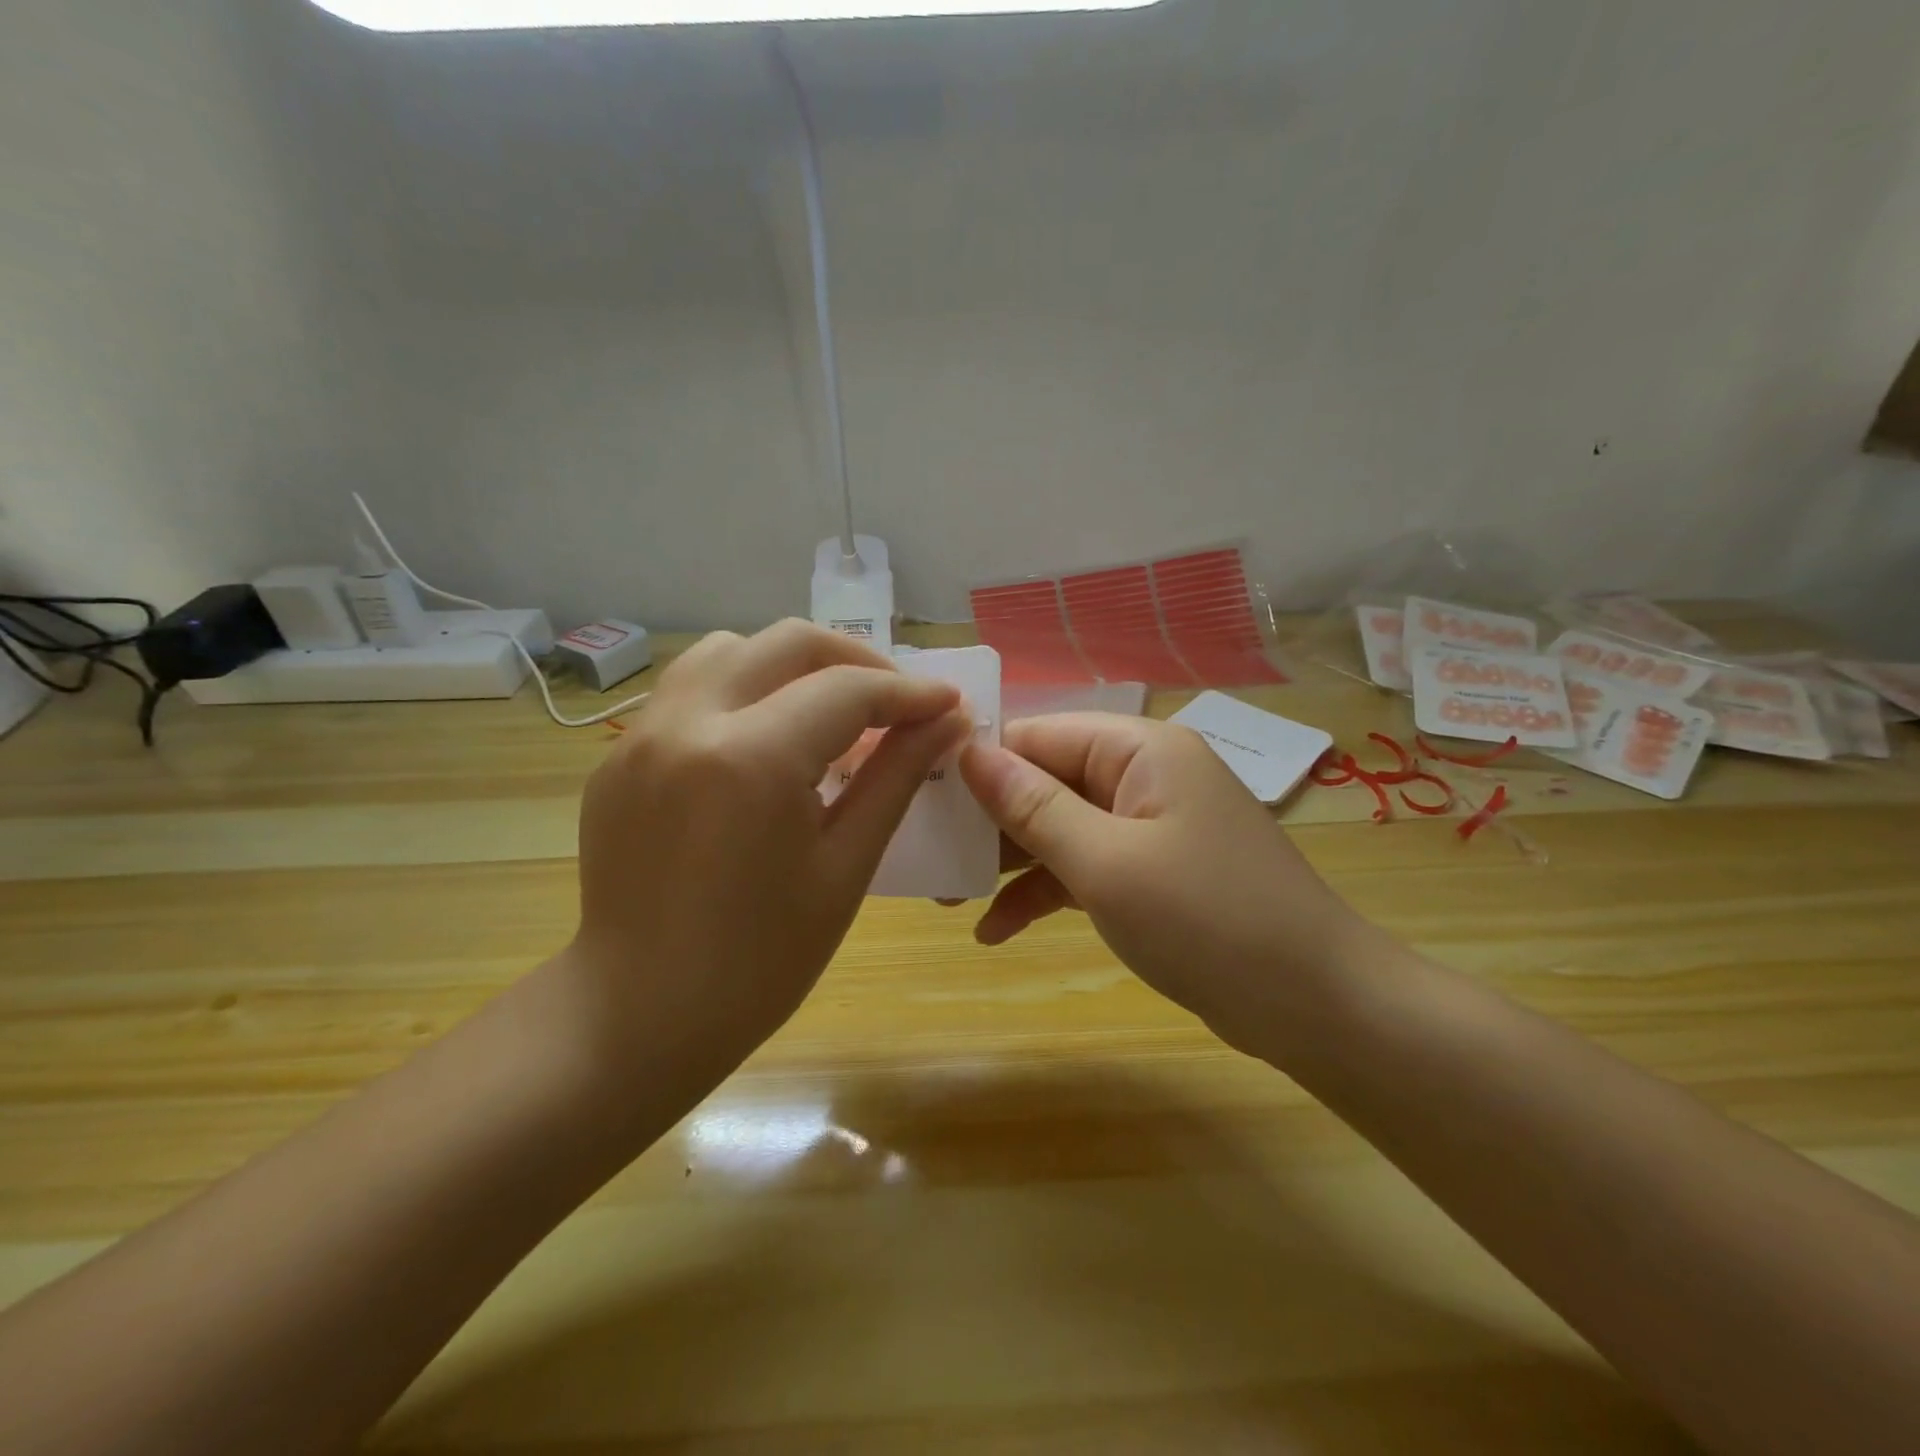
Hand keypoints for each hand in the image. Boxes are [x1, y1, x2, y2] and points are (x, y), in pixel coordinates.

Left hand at [566, 621, 970, 1077]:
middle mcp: (687, 723)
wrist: (639, 1014)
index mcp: (750, 759)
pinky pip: (690, 690)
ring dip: (790, 666)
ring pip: (729, 650)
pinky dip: (743, 692)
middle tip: (895, 702)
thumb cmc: (761, 961)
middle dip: (855, 660)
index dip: (909, 692)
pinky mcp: (620, 755)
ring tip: (827, 714)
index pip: (847, 690)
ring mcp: (642, 735)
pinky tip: (766, 745)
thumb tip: (949, 722)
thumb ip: (897, 777)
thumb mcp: (846, 866)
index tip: (949, 704)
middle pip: (786, 643)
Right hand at [958, 713, 1377, 1056]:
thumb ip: (1033, 806)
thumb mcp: (1106, 863)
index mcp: (1139, 750)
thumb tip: (970, 752)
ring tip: (947, 896)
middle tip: (928, 855)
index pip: (1040, 735)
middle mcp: (1143, 776)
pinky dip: (1044, 892)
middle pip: (1047, 780)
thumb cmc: (1207, 921)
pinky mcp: (1152, 873)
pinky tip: (996, 932)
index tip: (920, 795)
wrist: (1316, 1006)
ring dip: (1008, 862)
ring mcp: (1149, 826)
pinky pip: (1085, 867)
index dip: (980, 761)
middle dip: (988, 820)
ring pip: (1060, 827)